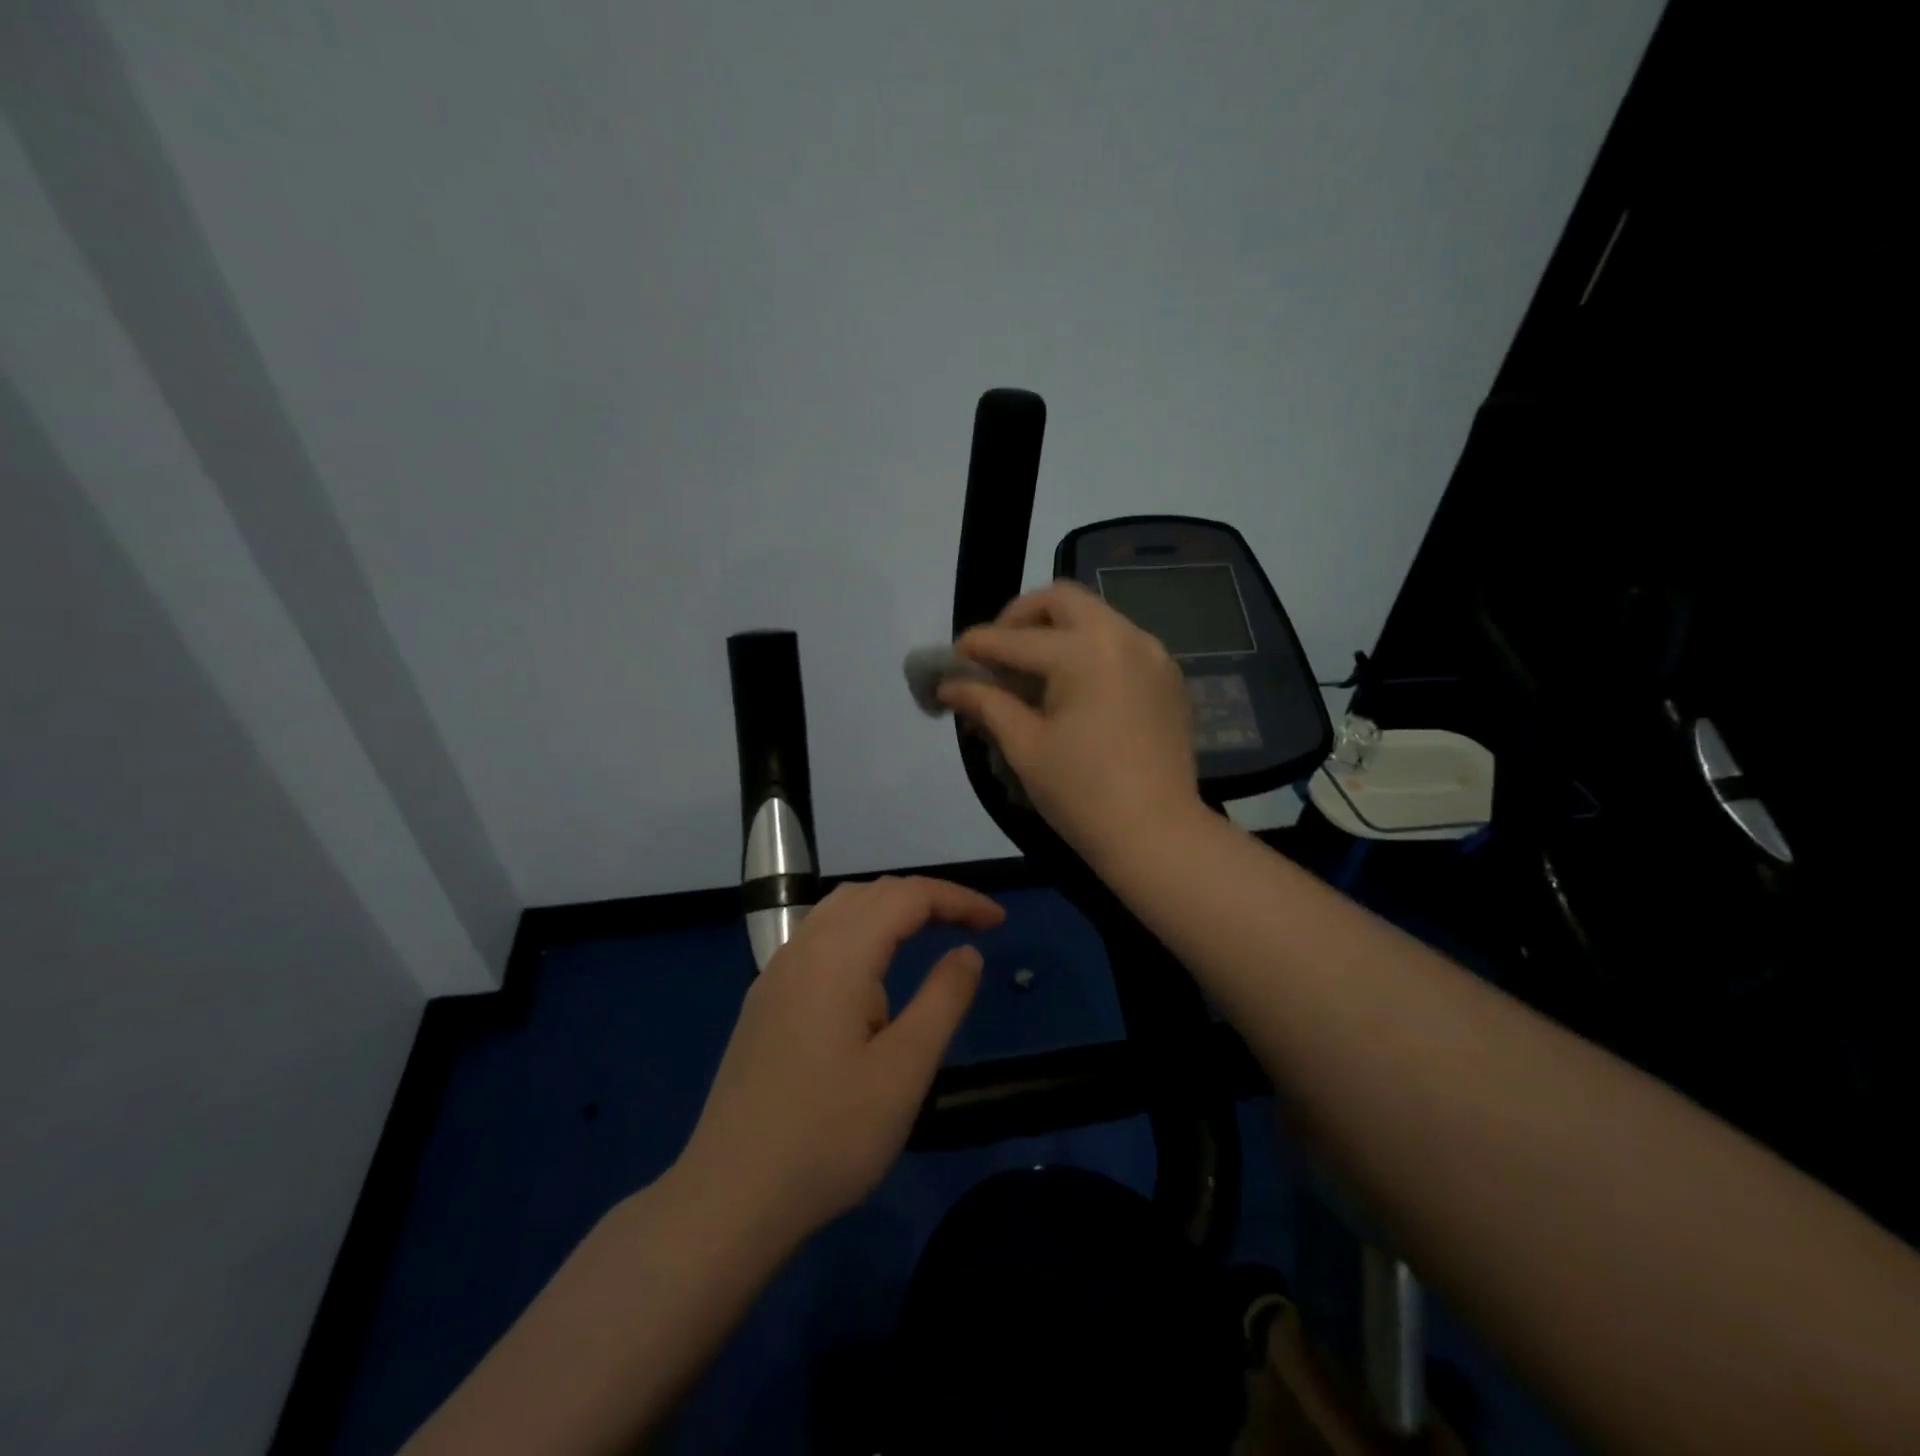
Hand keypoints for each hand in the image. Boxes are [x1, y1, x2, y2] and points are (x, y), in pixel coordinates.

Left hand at [679, 876, 1004, 1242]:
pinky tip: (871, 969)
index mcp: (838, 955)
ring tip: (930, 933)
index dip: (957, 899)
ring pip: (840, 910)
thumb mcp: (905, 1070)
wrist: (731, 1198)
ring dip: (890, 908)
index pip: (907, 896)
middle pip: (872, 893)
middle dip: (927, 898)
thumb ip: (943, 1000)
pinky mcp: (765, 1001)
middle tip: (972, 926)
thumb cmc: (829, 1135)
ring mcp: (776, 974)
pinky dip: (860, 930)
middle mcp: (803, 948)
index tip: (998, 921)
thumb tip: (967, 953)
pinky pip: (819, 937)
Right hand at [939, 581, 1201, 859]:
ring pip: (1095, 617)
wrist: (1158, 835)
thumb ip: (986, 704)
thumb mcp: (1025, 747)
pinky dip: (1089, 650)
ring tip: (1032, 672)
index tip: (951, 658)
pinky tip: (1073, 688)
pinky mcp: (1168, 677)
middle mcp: (1123, 637)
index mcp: (1084, 652)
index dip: (976, 646)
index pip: (1015, 639)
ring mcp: (1153, 654)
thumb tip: (948, 685)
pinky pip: (1120, 643)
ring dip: (1057, 631)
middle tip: (998, 652)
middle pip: (1061, 600)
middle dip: (1021, 617)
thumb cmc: (1083, 794)